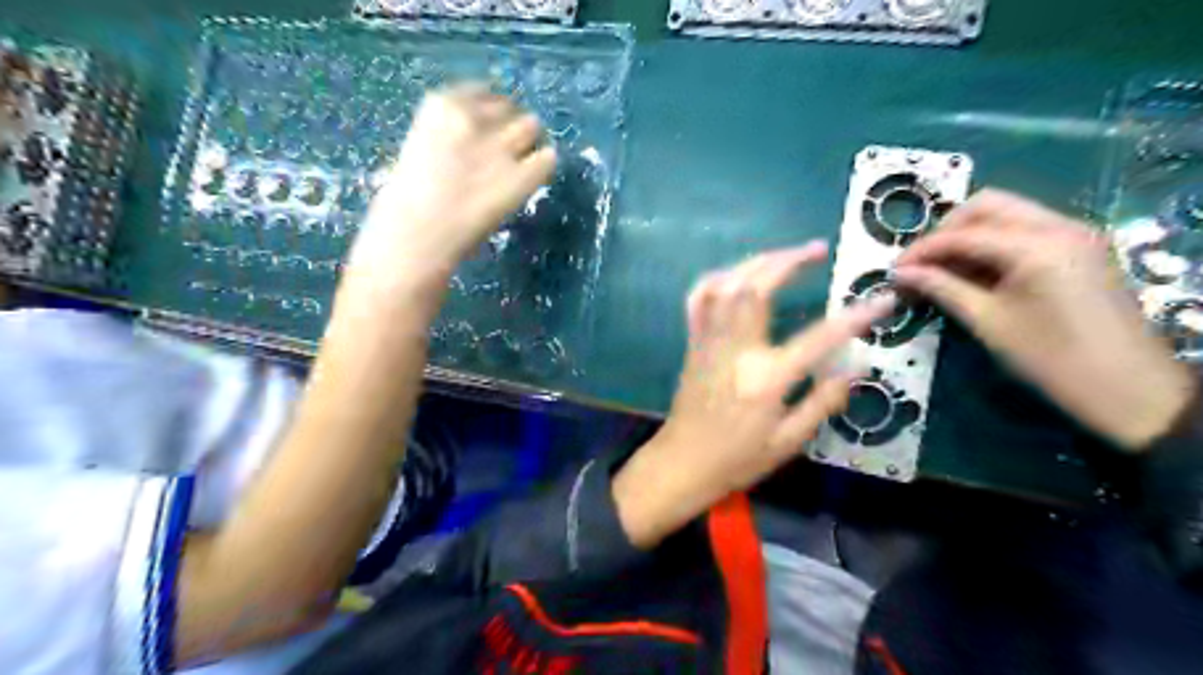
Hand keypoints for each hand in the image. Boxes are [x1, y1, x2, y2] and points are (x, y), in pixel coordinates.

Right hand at [339, 85, 558, 306]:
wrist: (416, 237)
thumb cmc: (405, 204)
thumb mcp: (419, 150)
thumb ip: (449, 136)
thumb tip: (478, 140)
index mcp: (441, 106)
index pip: (482, 91)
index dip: (491, 111)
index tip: (490, 128)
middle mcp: (474, 117)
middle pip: (510, 107)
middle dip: (511, 126)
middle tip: (507, 151)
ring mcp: (501, 147)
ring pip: (532, 127)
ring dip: (529, 142)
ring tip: (520, 165)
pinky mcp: (522, 177)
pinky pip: (548, 159)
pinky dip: (542, 166)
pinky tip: (530, 179)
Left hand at [614, 242, 896, 547]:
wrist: (682, 462)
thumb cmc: (737, 459)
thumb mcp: (788, 442)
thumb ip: (822, 403)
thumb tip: (854, 368)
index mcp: (765, 378)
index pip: (818, 338)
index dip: (855, 316)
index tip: (883, 299)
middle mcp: (736, 350)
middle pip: (757, 289)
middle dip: (788, 261)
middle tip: (816, 249)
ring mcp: (709, 342)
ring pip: (726, 285)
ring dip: (756, 262)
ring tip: (783, 255)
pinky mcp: (693, 342)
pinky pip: (698, 299)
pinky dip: (717, 278)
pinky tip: (736, 273)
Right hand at [892, 189, 1192, 450]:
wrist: (1127, 387)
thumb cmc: (1050, 358)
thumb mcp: (987, 322)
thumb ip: (941, 288)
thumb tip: (901, 273)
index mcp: (1037, 245)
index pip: (964, 233)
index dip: (923, 250)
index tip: (893, 270)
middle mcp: (1059, 226)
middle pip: (987, 206)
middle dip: (946, 231)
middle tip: (919, 264)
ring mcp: (1074, 234)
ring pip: (1007, 214)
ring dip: (968, 235)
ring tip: (941, 270)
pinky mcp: (1079, 248)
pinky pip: (1025, 230)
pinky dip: (993, 244)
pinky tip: (973, 272)